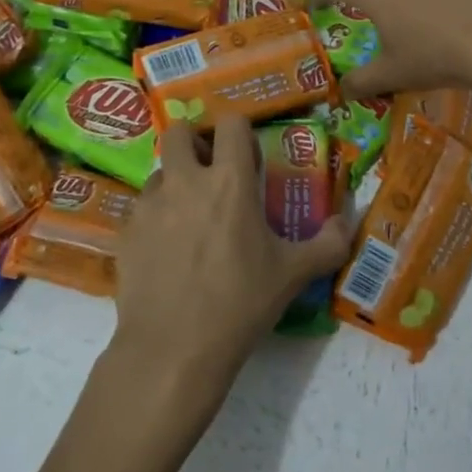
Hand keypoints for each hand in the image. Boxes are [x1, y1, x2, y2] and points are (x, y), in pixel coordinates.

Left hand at [110, 114, 350, 411]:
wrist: (173, 349)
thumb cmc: (239, 304)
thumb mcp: (292, 275)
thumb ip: (328, 244)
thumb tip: (345, 223)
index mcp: (230, 182)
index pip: (231, 122)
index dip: (241, 133)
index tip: (248, 159)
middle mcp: (186, 181)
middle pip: (180, 132)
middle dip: (196, 142)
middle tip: (212, 173)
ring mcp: (150, 204)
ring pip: (159, 170)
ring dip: (176, 180)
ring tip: (191, 216)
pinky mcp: (127, 231)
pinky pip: (143, 206)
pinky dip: (157, 215)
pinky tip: (169, 250)